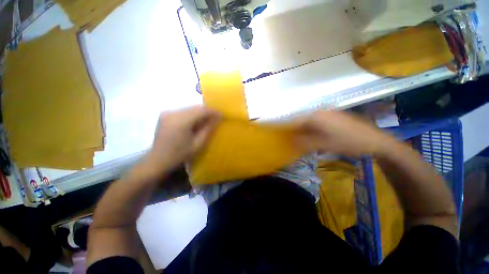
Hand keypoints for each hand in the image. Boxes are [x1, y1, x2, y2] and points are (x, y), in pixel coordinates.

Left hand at [141, 106, 219, 178]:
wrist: (158, 160)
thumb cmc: (180, 154)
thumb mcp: (198, 144)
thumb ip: (208, 129)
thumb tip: (217, 118)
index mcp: (181, 121)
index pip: (201, 110)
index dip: (213, 111)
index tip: (221, 115)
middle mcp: (173, 113)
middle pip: (195, 107)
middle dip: (207, 112)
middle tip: (216, 118)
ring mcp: (167, 112)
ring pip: (190, 108)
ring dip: (200, 113)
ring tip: (207, 121)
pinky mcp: (165, 114)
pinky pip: (183, 111)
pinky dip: (192, 115)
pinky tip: (195, 122)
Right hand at [295, 111, 394, 157]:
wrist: (375, 141)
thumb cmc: (348, 142)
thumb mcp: (324, 145)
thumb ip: (304, 143)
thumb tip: (290, 142)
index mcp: (316, 116)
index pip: (294, 120)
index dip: (285, 127)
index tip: (280, 135)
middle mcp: (320, 112)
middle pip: (301, 121)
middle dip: (294, 130)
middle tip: (290, 140)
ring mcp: (327, 114)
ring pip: (308, 122)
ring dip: (303, 131)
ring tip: (300, 141)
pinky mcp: (333, 118)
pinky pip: (316, 123)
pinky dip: (311, 130)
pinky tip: (313, 138)